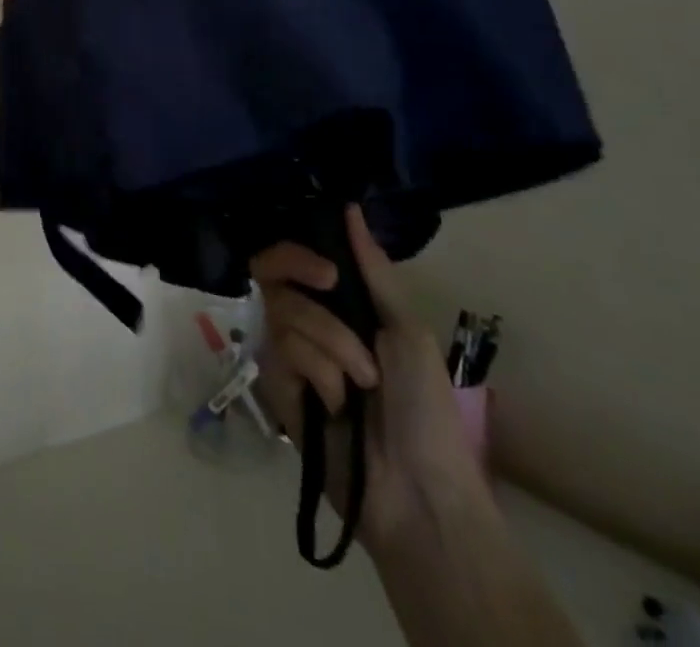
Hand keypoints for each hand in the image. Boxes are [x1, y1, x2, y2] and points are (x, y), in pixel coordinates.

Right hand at [251, 205, 488, 557]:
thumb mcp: (407, 330)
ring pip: (284, 311)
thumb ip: (373, 270)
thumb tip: (350, 208)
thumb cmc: (426, 409)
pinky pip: (284, 352)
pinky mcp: (277, 386)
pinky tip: (336, 403)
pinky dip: (319, 373)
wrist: (418, 490)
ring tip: (361, 384)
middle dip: (300, 276)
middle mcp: (309, 322)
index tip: (326, 268)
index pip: (295, 259)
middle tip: (328, 287)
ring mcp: (290, 354)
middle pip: (274, 273)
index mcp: (341, 307)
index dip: (297, 252)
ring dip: (332, 342)